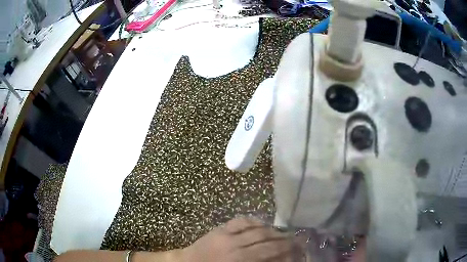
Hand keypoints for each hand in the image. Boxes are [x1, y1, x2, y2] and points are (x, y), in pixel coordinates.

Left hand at [181, 217, 303, 261]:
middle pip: (265, 238)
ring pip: (255, 228)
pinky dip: (253, 221)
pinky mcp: (219, 229)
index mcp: (240, 259)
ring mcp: (226, 234)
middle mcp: (235, 245)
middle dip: (283, 238)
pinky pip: (240, 221)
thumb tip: (278, 258)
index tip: (298, 247)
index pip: (269, 251)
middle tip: (295, 238)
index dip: (286, 248)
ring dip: (271, 229)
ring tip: (281, 232)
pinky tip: (261, 224)